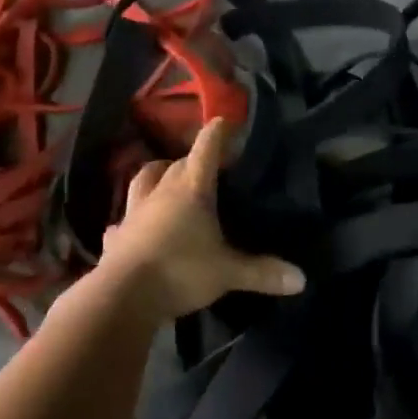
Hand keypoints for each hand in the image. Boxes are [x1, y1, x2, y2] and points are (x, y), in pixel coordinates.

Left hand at [95, 119, 305, 323]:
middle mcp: (161, 192)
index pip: (206, 149)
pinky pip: (123, 219)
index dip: (217, 133)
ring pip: (143, 179)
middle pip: (177, 163)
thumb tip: (302, 279)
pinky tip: (133, 224)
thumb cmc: (181, 271)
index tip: (226, 121)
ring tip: (167, 177)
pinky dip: (131, 217)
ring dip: (157, 173)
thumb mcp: (228, 273)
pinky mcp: (116, 236)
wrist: (123, 297)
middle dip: (193, 158)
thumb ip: (263, 272)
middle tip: (209, 164)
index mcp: (191, 189)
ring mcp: (134, 212)